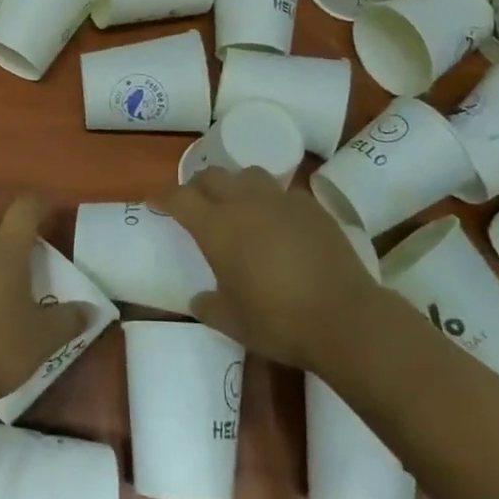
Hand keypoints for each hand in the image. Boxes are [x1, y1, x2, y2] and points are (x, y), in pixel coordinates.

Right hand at [154, 168, 385, 372]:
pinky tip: (279, 224)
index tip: (155, 201)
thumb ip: (209, 306)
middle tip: (196, 202)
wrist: (343, 316)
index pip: (180, 198)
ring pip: (249, 175)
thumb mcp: (232, 322)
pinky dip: (271, 202)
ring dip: (236, 186)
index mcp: (217, 227)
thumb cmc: (278, 321)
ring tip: (238, 206)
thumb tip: (199, 298)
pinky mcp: (311, 207)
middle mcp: (245, 203)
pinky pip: (283, 193)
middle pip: (213, 176)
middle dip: (198, 185)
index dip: (163, 197)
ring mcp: (281, 200)